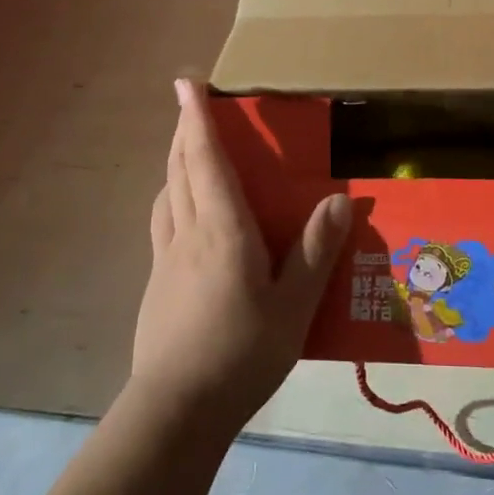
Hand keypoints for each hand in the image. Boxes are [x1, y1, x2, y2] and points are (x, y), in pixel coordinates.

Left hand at [132, 80, 350, 432]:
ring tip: (188, 153)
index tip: (186, 84)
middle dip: (184, 130)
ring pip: (167, 193)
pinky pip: (163, 221)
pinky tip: (183, 215)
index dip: (196, 119)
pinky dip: (172, 196)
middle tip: (189, 104)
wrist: (176, 410)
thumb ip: (315, 252)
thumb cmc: (241, 354)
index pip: (206, 160)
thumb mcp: (293, 307)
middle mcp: (189, 233)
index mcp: (223, 230)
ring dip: (175, 163)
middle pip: (180, 168)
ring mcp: (165, 258)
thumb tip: (337, 200)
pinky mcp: (156, 282)